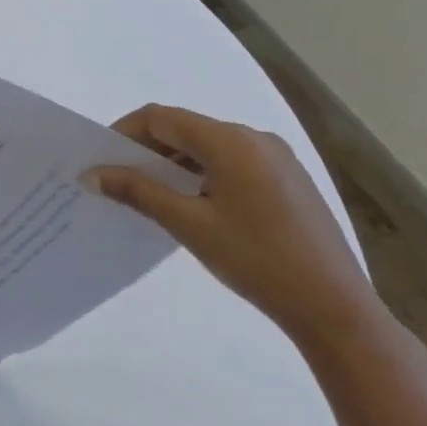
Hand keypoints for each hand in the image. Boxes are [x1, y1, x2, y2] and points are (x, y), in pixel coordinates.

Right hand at [83, 105, 386, 349]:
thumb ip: (137, 191)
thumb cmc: (257, 261)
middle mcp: (255, 137)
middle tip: (120, 179)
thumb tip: (91, 174)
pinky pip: (233, 161)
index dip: (124, 132)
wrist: (335, 309)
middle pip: (185, 127)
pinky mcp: (289, 179)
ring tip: (152, 194)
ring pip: (209, 145)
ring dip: (174, 161)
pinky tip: (194, 203)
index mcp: (231, 141)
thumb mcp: (188, 224)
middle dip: (147, 148)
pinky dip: (203, 172)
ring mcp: (277, 157)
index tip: (101, 160)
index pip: (161, 117)